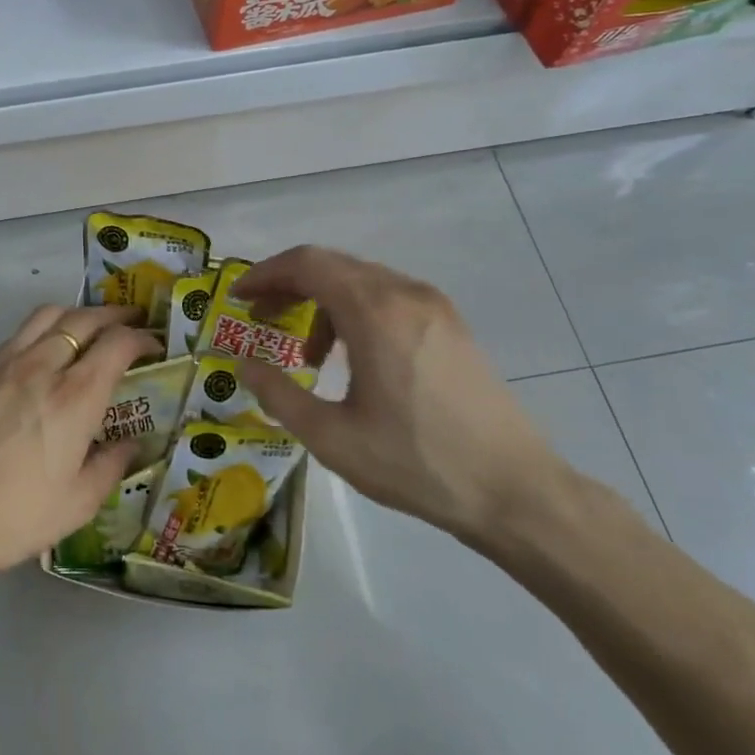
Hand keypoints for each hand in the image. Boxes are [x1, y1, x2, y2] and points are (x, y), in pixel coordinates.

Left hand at [0, 304, 160, 581]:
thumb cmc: (13, 516)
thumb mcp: (77, 504)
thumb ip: (110, 466)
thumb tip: (131, 445)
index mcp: (74, 398)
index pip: (117, 344)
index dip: (142, 338)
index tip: (154, 346)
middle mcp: (43, 366)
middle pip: (85, 319)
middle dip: (115, 316)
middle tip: (133, 323)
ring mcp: (7, 363)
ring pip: (49, 315)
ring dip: (77, 314)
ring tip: (91, 327)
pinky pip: (20, 332)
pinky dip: (45, 328)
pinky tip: (47, 349)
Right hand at [231, 246, 566, 540]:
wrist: (515, 491)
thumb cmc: (416, 464)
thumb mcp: (332, 438)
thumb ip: (279, 394)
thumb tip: (244, 365)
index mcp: (375, 312)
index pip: (307, 264)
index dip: (265, 274)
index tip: (239, 299)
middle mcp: (405, 294)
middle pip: (332, 265)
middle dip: (289, 285)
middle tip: (260, 318)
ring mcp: (434, 306)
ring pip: (360, 280)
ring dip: (322, 302)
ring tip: (308, 354)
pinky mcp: (450, 324)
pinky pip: (388, 297)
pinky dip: (354, 311)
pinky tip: (353, 357)